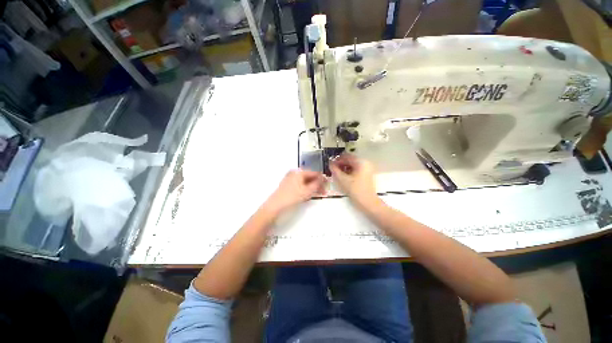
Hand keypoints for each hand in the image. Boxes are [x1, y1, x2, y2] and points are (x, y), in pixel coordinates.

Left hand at [264, 169, 326, 214]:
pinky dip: (306, 188)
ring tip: (317, 194)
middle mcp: (294, 173)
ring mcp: (290, 179)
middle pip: (309, 177)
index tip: (328, 185)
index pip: (314, 173)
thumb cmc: (292, 197)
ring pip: (305, 181)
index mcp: (299, 172)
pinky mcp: (287, 185)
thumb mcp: (307, 191)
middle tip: (323, 192)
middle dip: (317, 184)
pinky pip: (300, 184)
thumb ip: (317, 184)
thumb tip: (323, 178)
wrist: (275, 206)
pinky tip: (308, 194)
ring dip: (312, 187)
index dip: (322, 179)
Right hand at [330, 154, 377, 207]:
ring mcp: (367, 169)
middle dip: (340, 164)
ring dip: (344, 168)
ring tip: (337, 174)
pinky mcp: (366, 175)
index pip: (347, 156)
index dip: (337, 160)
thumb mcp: (343, 180)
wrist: (368, 203)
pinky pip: (355, 170)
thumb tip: (330, 164)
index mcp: (361, 162)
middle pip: (350, 160)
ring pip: (352, 165)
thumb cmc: (356, 190)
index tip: (330, 164)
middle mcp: (365, 163)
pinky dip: (349, 172)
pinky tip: (343, 177)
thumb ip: (335, 170)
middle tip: (333, 169)